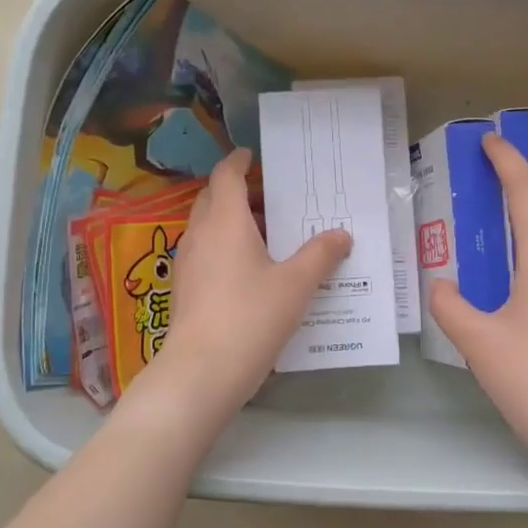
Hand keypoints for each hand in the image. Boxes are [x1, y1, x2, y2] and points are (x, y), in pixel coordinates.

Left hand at [149, 147, 351, 421]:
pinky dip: (226, 247)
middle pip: (213, 199)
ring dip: (233, 221)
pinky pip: (206, 253)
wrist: (202, 372)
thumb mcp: (296, 284)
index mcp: (225, 222)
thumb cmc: (251, 317)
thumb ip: (321, 255)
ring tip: (269, 233)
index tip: (252, 155)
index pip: (226, 176)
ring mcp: (188, 264)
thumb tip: (342, 234)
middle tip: (272, 197)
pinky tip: (253, 270)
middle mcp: (200, 235)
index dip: (238, 162)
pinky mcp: (186, 290)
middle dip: (238, 191)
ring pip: (208, 227)